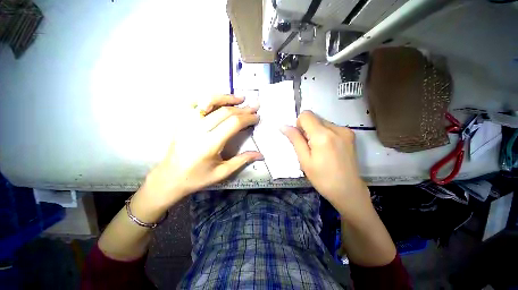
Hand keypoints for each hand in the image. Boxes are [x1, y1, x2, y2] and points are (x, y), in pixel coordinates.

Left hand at [141, 95, 262, 210]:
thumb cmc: (198, 177)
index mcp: (210, 144)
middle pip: (225, 112)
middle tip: (254, 107)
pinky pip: (194, 102)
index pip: (233, 123)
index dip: (247, 118)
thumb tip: (260, 155)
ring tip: (239, 98)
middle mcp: (198, 130)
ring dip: (226, 98)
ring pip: (209, 102)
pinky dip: (207, 98)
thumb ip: (242, 160)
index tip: (256, 117)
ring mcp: (187, 122)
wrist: (170, 177)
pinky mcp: (181, 120)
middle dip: (242, 109)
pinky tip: (217, 99)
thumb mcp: (223, 172)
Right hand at [281, 111, 370, 214]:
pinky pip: (331, 127)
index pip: (306, 115)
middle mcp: (336, 128)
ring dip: (316, 132)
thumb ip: (294, 139)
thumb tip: (283, 126)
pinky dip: (325, 134)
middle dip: (307, 129)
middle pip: (314, 118)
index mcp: (323, 135)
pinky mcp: (350, 135)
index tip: (300, 138)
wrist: (348, 190)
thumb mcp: (304, 160)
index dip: (299, 124)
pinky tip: (328, 149)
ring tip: (319, 150)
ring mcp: (346, 130)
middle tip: (309, 148)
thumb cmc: (322, 178)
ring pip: (322, 122)